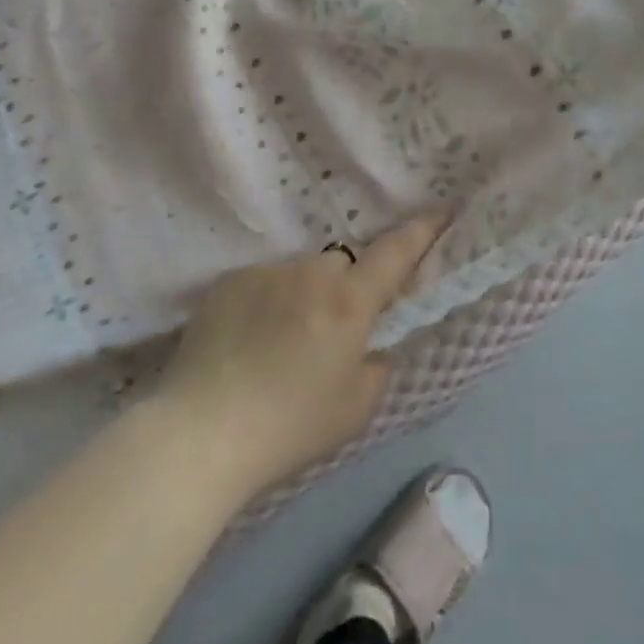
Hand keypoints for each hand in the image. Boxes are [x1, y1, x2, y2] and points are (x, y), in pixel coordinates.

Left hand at [157, 214, 447, 493]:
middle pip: (342, 264)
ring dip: (303, 296)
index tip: (443, 209)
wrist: (200, 434)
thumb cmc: (288, 427)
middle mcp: (311, 272)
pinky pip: (263, 283)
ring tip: (279, 344)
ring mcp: (267, 272)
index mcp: (349, 302)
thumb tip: (374, 344)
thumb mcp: (355, 409)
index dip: (422, 231)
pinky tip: (246, 343)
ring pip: (301, 273)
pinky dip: (266, 304)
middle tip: (330, 332)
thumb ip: (378, 366)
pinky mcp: (229, 282)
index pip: (396, 253)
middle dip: (345, 287)